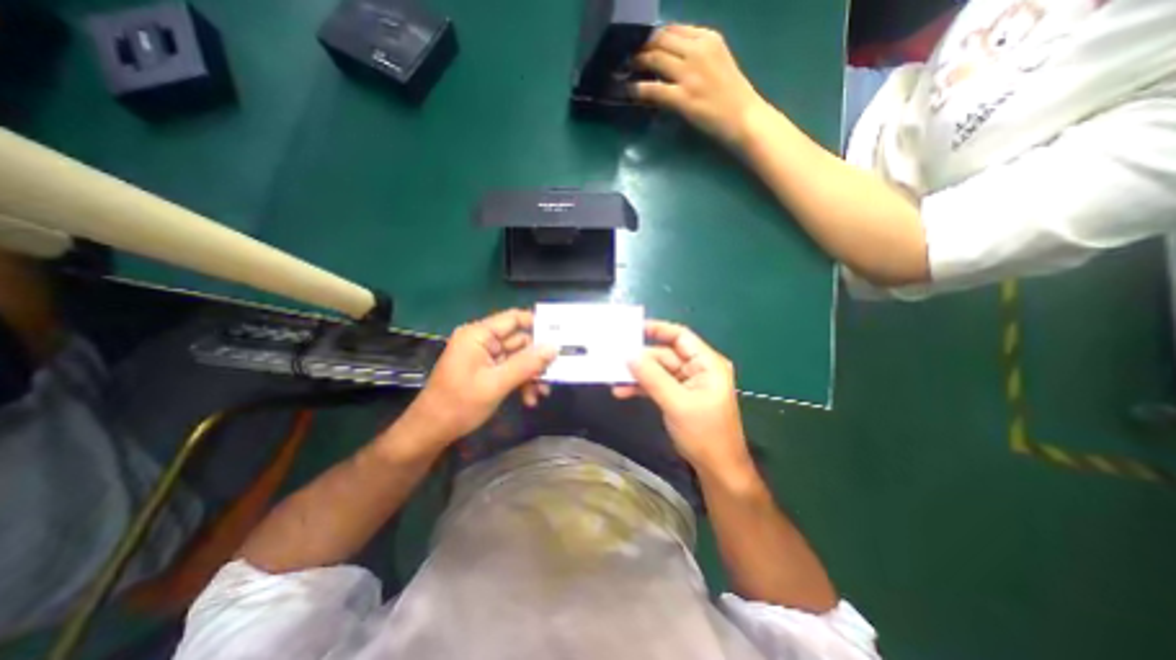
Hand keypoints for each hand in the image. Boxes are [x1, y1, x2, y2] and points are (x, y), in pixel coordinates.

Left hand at [391, 310, 553, 453]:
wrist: (432, 432)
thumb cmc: (459, 404)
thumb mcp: (496, 383)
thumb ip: (527, 364)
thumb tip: (554, 347)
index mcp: (478, 334)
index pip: (513, 318)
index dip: (538, 323)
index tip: (561, 335)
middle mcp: (483, 341)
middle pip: (520, 341)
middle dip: (537, 359)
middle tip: (556, 371)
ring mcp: (485, 357)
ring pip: (519, 358)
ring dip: (531, 375)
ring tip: (542, 393)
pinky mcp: (487, 372)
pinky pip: (512, 370)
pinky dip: (522, 382)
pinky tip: (529, 399)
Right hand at [617, 323, 752, 475]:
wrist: (717, 469)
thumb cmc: (704, 433)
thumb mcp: (677, 403)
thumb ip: (652, 377)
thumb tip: (629, 355)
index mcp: (706, 363)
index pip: (680, 336)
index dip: (657, 329)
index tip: (631, 329)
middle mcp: (697, 369)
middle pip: (665, 354)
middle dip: (641, 358)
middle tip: (615, 359)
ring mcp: (687, 383)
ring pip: (658, 371)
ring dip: (637, 375)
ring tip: (614, 378)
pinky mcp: (678, 396)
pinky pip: (656, 385)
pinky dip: (641, 387)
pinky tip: (623, 391)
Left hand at [633, 24, 773, 146]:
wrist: (744, 118)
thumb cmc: (732, 95)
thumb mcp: (717, 63)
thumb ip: (695, 57)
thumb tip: (668, 61)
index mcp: (708, 38)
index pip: (673, 28)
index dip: (653, 36)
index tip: (641, 44)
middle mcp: (698, 50)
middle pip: (660, 40)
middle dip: (641, 47)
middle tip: (627, 57)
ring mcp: (690, 74)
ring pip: (654, 59)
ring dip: (636, 63)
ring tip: (624, 70)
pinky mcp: (683, 97)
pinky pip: (653, 89)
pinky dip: (637, 89)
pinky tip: (628, 91)